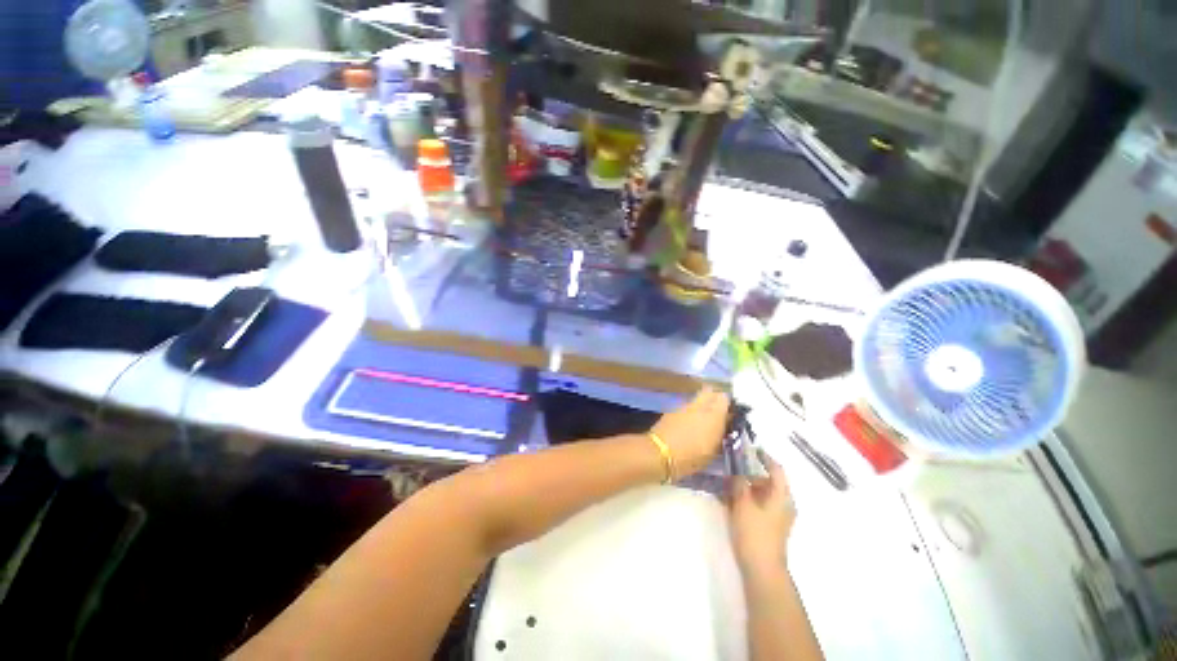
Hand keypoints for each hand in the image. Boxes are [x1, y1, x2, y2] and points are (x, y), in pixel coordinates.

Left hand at [650, 386, 729, 477]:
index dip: (728, 403)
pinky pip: (686, 407)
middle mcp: (699, 406)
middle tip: (718, 412)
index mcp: (714, 415)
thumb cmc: (690, 457)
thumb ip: (719, 435)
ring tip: (703, 420)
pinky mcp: (672, 411)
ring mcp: (684, 406)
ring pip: (697, 399)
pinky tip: (689, 423)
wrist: (659, 453)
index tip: (730, 413)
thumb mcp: (712, 452)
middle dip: (715, 398)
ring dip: (702, 405)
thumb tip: (723, 427)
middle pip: (710, 392)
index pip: (724, 398)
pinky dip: (690, 412)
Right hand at [727, 450, 795, 581]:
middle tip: (732, 467)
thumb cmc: (754, 533)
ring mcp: (778, 516)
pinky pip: (760, 505)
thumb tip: (737, 471)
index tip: (750, 448)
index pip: (776, 469)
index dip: (764, 457)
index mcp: (781, 496)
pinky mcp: (771, 526)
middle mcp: (784, 504)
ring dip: (747, 486)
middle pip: (768, 481)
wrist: (762, 569)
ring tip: (728, 483)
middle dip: (750, 473)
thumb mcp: (743, 504)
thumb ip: (739, 483)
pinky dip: (748, 499)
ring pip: (763, 493)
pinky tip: (732, 500)